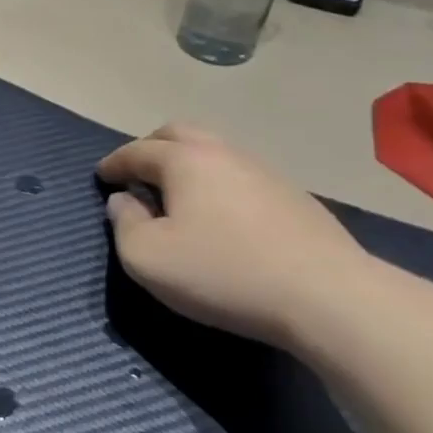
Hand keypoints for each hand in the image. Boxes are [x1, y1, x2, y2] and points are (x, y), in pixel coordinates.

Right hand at [98, 123, 370, 348]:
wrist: (331, 299)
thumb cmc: (223, 273)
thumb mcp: (147, 258)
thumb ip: (123, 224)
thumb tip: (124, 202)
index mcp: (184, 160)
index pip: (137, 151)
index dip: (114, 163)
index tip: (102, 176)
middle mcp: (224, 154)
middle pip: (179, 133)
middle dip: (151, 147)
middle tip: (138, 173)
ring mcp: (266, 173)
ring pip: (216, 151)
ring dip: (189, 163)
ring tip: (178, 193)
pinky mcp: (297, 199)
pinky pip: (242, 175)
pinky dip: (219, 183)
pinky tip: (222, 214)